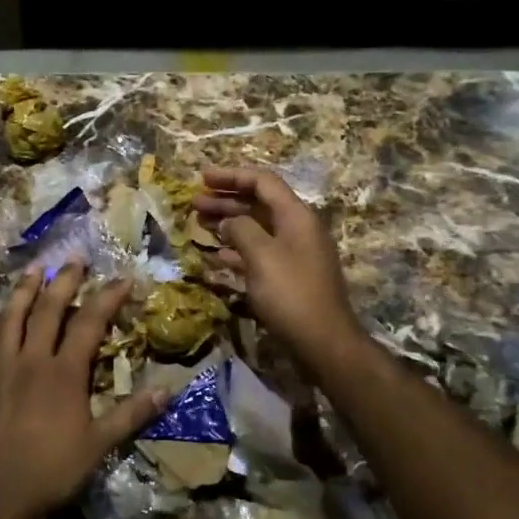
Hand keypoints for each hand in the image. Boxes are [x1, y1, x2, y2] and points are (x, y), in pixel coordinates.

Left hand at [0, 262, 165, 518]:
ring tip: (34, 268)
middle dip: (64, 280)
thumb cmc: (49, 471)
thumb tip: (167, 389)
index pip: (89, 323)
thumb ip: (130, 415)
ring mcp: (3, 366)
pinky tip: (5, 312)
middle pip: (49, 308)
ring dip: (26, 288)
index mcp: (64, 373)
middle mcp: (32, 359)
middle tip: (75, 258)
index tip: (122, 279)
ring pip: (14, 315)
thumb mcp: (98, 446)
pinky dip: (2, 317)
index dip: (107, 298)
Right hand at [194, 166, 361, 362]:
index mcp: (296, 216)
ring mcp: (294, 253)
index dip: (232, 176)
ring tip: (199, 224)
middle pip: (258, 203)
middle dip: (226, 200)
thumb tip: (229, 221)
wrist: (323, 342)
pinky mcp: (288, 276)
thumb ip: (241, 230)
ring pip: (256, 228)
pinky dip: (237, 249)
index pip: (263, 182)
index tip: (202, 178)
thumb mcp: (261, 255)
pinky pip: (259, 252)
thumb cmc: (291, 293)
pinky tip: (216, 255)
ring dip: (228, 223)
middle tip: (194, 203)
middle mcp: (297, 229)